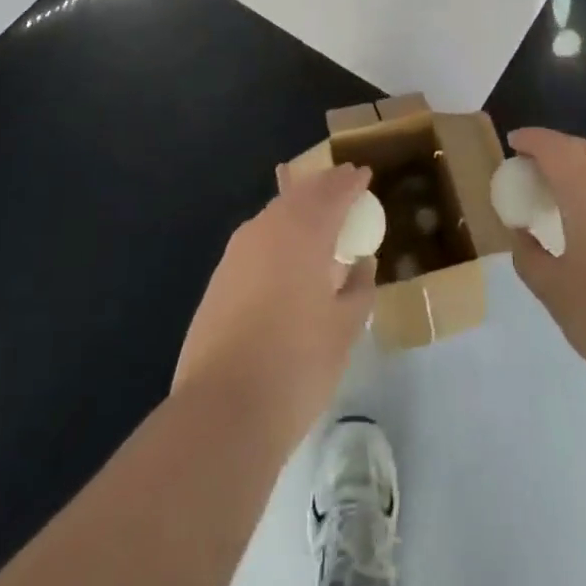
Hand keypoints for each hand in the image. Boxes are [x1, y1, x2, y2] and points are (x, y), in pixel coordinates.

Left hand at [172, 164, 377, 446]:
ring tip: (320, 219)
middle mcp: (268, 227)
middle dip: (325, 187)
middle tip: (345, 186)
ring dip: (300, 208)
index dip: (351, 182)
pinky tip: (288, 255)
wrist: (221, 410)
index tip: (365, 175)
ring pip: (276, 214)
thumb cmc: (296, 365)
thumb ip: (359, 288)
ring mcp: (238, 251)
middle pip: (302, 194)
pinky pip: (258, 239)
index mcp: (304, 231)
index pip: (334, 191)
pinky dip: (279, 234)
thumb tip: (361, 263)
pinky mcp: (220, 277)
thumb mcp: (345, 329)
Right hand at [507, 128, 585, 401]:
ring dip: (581, 169)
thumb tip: (521, 234)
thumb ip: (529, 257)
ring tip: (562, 194)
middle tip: (532, 168)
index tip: (513, 144)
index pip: (554, 147)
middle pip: (582, 149)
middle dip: (555, 150)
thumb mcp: (555, 292)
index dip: (530, 140)